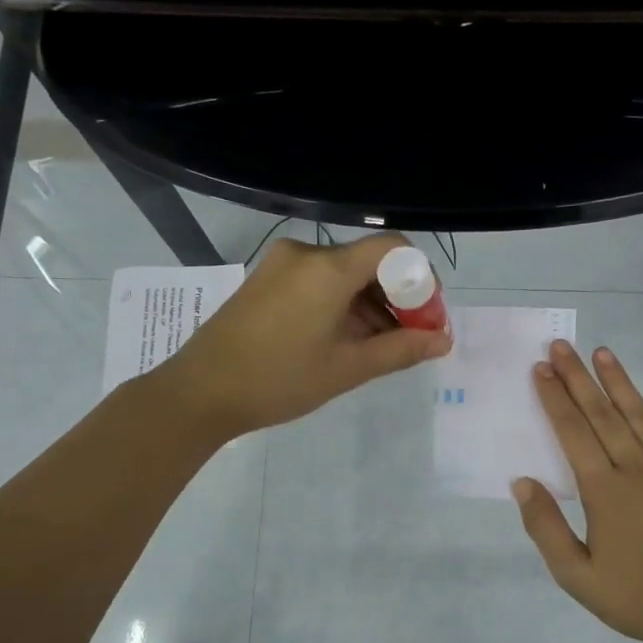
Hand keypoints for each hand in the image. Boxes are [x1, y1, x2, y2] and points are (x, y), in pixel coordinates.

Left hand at [157, 234, 450, 438]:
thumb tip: (442, 341)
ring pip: (344, 274)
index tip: (427, 319)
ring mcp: (281, 264)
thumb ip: (401, 349)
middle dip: (397, 298)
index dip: (421, 280)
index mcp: (328, 268)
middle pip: (369, 262)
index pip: (393, 249)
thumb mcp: (347, 368)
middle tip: (410, 340)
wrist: (199, 392)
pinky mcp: (266, 279)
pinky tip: (344, 340)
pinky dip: (341, 305)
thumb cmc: (279, 380)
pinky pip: (318, 282)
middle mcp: (306, 253)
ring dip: (369, 305)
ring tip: (377, 349)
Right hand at [513, 340, 642, 642]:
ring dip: (621, 383)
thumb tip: (522, 482)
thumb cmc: (636, 598)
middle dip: (579, 378)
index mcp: (603, 490)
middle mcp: (638, 468)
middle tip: (562, 346)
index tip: (541, 369)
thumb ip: (545, 527)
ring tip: (603, 353)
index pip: (572, 432)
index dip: (554, 398)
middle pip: (603, 414)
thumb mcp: (576, 576)